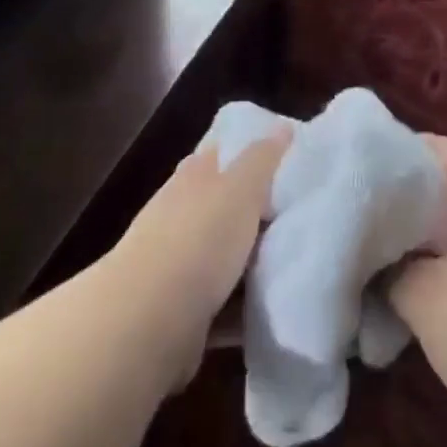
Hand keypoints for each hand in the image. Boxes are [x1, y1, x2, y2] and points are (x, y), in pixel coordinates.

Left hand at [104, 127, 290, 391]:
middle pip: (222, 205)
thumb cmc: (198, 240)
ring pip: (222, 254)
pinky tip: (272, 309)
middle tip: (299, 214)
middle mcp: (180, 214)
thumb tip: (283, 126)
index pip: (220, 153)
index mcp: (193, 177)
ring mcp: (176, 264)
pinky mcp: (180, 311)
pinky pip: (222, 304)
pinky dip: (243, 307)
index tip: (285, 159)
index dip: (248, 152)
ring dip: (249, 260)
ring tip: (295, 262)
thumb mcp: (240, 189)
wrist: (146, 321)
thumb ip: (262, 158)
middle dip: (254, 210)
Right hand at [388, 136, 446, 446]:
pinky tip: (410, 295)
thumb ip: (391, 271)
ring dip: (419, 240)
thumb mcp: (425, 299)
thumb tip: (374, 261)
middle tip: (363, 210)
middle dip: (405, 198)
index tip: (371, 160)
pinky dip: (437, 271)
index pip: (446, 150)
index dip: (409, 146)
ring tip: (378, 252)